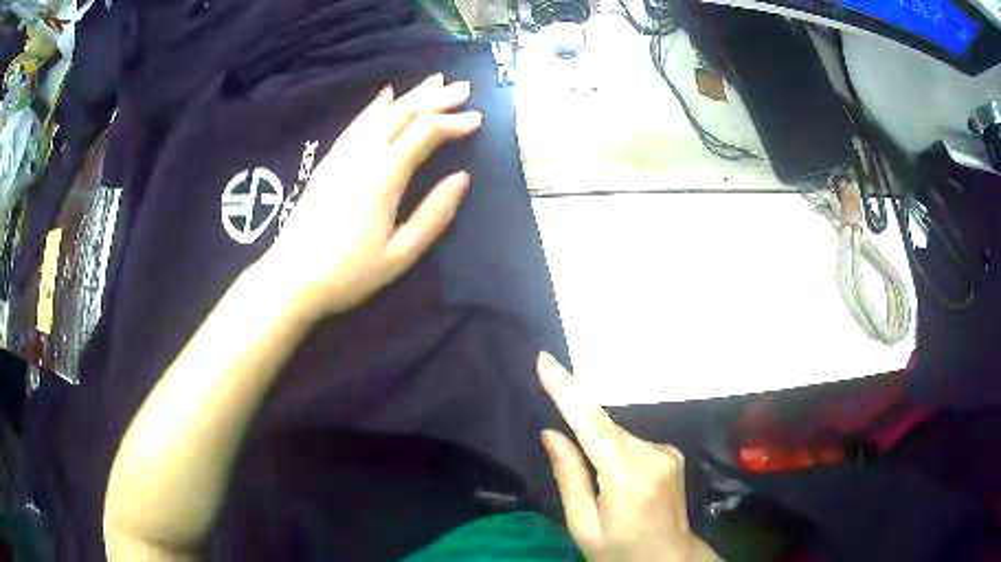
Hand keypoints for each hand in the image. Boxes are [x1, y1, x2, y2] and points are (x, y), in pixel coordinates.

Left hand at [262, 74, 481, 316]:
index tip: (478, 118)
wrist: (292, 279)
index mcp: (383, 177)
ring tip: (434, 81)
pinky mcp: (328, 161)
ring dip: (410, 96)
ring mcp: (342, 155)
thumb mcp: (401, 255)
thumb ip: (434, 215)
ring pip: (381, 114)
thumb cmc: (349, 274)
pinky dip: (374, 107)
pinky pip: (356, 124)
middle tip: (463, 87)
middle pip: (403, 114)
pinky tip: (386, 95)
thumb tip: (463, 178)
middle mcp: (362, 155)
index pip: (424, 134)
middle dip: (436, 99)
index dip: (453, 122)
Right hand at [537, 352, 717, 561]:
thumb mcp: (584, 526)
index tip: (545, 362)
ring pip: (619, 435)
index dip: (567, 392)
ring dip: (600, 447)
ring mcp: (668, 452)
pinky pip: (633, 442)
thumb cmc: (619, 550)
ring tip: (603, 489)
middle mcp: (653, 456)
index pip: (592, 426)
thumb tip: (551, 433)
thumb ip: (569, 477)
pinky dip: (617, 451)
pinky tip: (619, 481)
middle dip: (579, 427)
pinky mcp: (673, 452)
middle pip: (605, 428)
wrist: (669, 558)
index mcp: (627, 479)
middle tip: (574, 462)